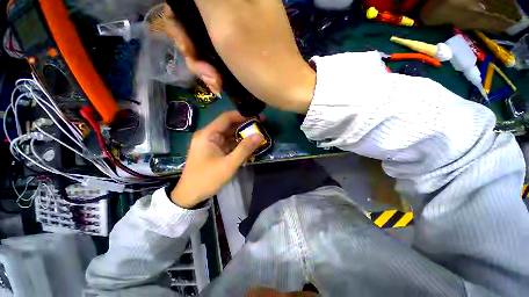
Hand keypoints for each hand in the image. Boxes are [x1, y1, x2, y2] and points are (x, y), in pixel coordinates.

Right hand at [163, 1, 315, 113]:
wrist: (286, 90)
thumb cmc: (260, 61)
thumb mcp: (227, 21)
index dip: (180, 16)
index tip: (186, 41)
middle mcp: (237, 4)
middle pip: (195, 17)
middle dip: (191, 46)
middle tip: (202, 69)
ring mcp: (240, 26)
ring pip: (204, 37)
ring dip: (203, 64)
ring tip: (215, 82)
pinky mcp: (242, 45)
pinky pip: (218, 51)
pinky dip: (214, 68)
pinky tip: (219, 83)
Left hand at [171, 111, 263, 207]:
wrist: (190, 196)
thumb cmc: (207, 179)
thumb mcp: (229, 164)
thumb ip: (245, 149)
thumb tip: (260, 135)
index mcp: (208, 134)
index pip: (226, 118)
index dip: (242, 116)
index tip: (257, 117)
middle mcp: (209, 136)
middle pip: (229, 126)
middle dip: (245, 127)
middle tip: (261, 128)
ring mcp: (211, 144)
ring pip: (230, 136)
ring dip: (243, 137)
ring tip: (258, 138)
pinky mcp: (214, 151)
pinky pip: (229, 144)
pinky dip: (238, 146)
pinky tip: (249, 149)